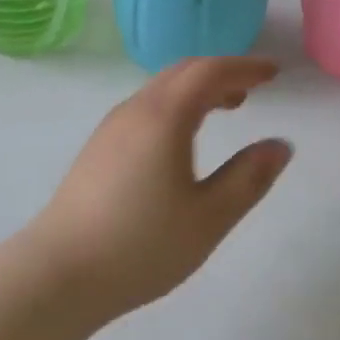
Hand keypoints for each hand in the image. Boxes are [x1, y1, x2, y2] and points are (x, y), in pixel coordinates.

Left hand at [27, 56, 293, 316]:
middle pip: (183, 72)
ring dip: (196, 89)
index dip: (244, 67)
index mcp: (164, 117)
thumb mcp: (209, 218)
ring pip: (161, 89)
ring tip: (226, 108)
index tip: (274, 73)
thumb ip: (248, 178)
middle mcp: (135, 110)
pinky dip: (175, 105)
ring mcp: (111, 128)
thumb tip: (280, 145)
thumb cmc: (141, 245)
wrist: (59, 272)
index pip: (210, 72)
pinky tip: (183, 137)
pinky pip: (146, 107)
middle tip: (253, 88)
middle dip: (221, 73)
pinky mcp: (98, 148)